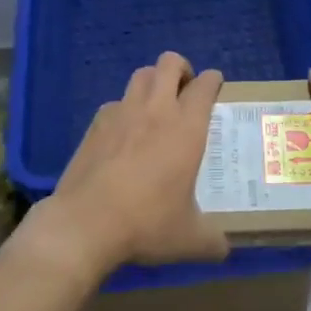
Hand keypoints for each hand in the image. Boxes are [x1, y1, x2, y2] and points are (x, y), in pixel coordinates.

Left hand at [26, 52, 228, 283]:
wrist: (86, 225)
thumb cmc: (147, 224)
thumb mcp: (190, 239)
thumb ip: (214, 240)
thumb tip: (224, 247)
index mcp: (187, 127)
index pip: (205, 85)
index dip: (213, 81)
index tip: (216, 88)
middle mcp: (156, 109)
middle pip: (169, 62)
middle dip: (182, 69)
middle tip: (186, 92)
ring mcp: (121, 112)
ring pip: (141, 74)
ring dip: (153, 81)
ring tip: (156, 105)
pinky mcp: (95, 124)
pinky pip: (114, 102)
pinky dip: (124, 108)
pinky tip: (124, 133)